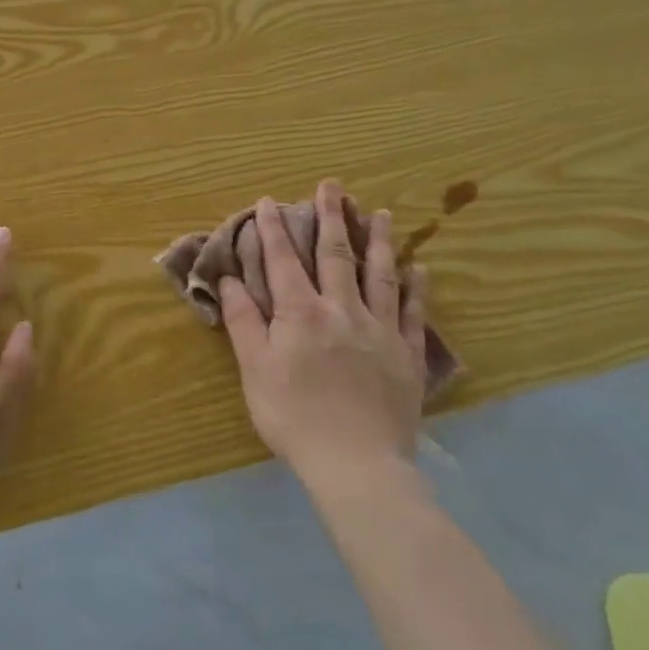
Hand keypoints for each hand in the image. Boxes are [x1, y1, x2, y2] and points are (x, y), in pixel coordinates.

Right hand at [220, 180, 427, 485]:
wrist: (356, 464)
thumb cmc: (294, 417)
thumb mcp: (255, 370)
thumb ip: (243, 321)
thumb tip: (229, 279)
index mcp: (301, 314)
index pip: (284, 261)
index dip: (274, 229)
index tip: (269, 201)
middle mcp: (343, 310)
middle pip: (336, 255)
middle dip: (331, 217)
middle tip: (332, 185)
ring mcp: (381, 330)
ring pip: (381, 275)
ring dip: (379, 241)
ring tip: (379, 212)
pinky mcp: (408, 355)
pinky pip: (415, 314)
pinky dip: (417, 289)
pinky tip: (420, 269)